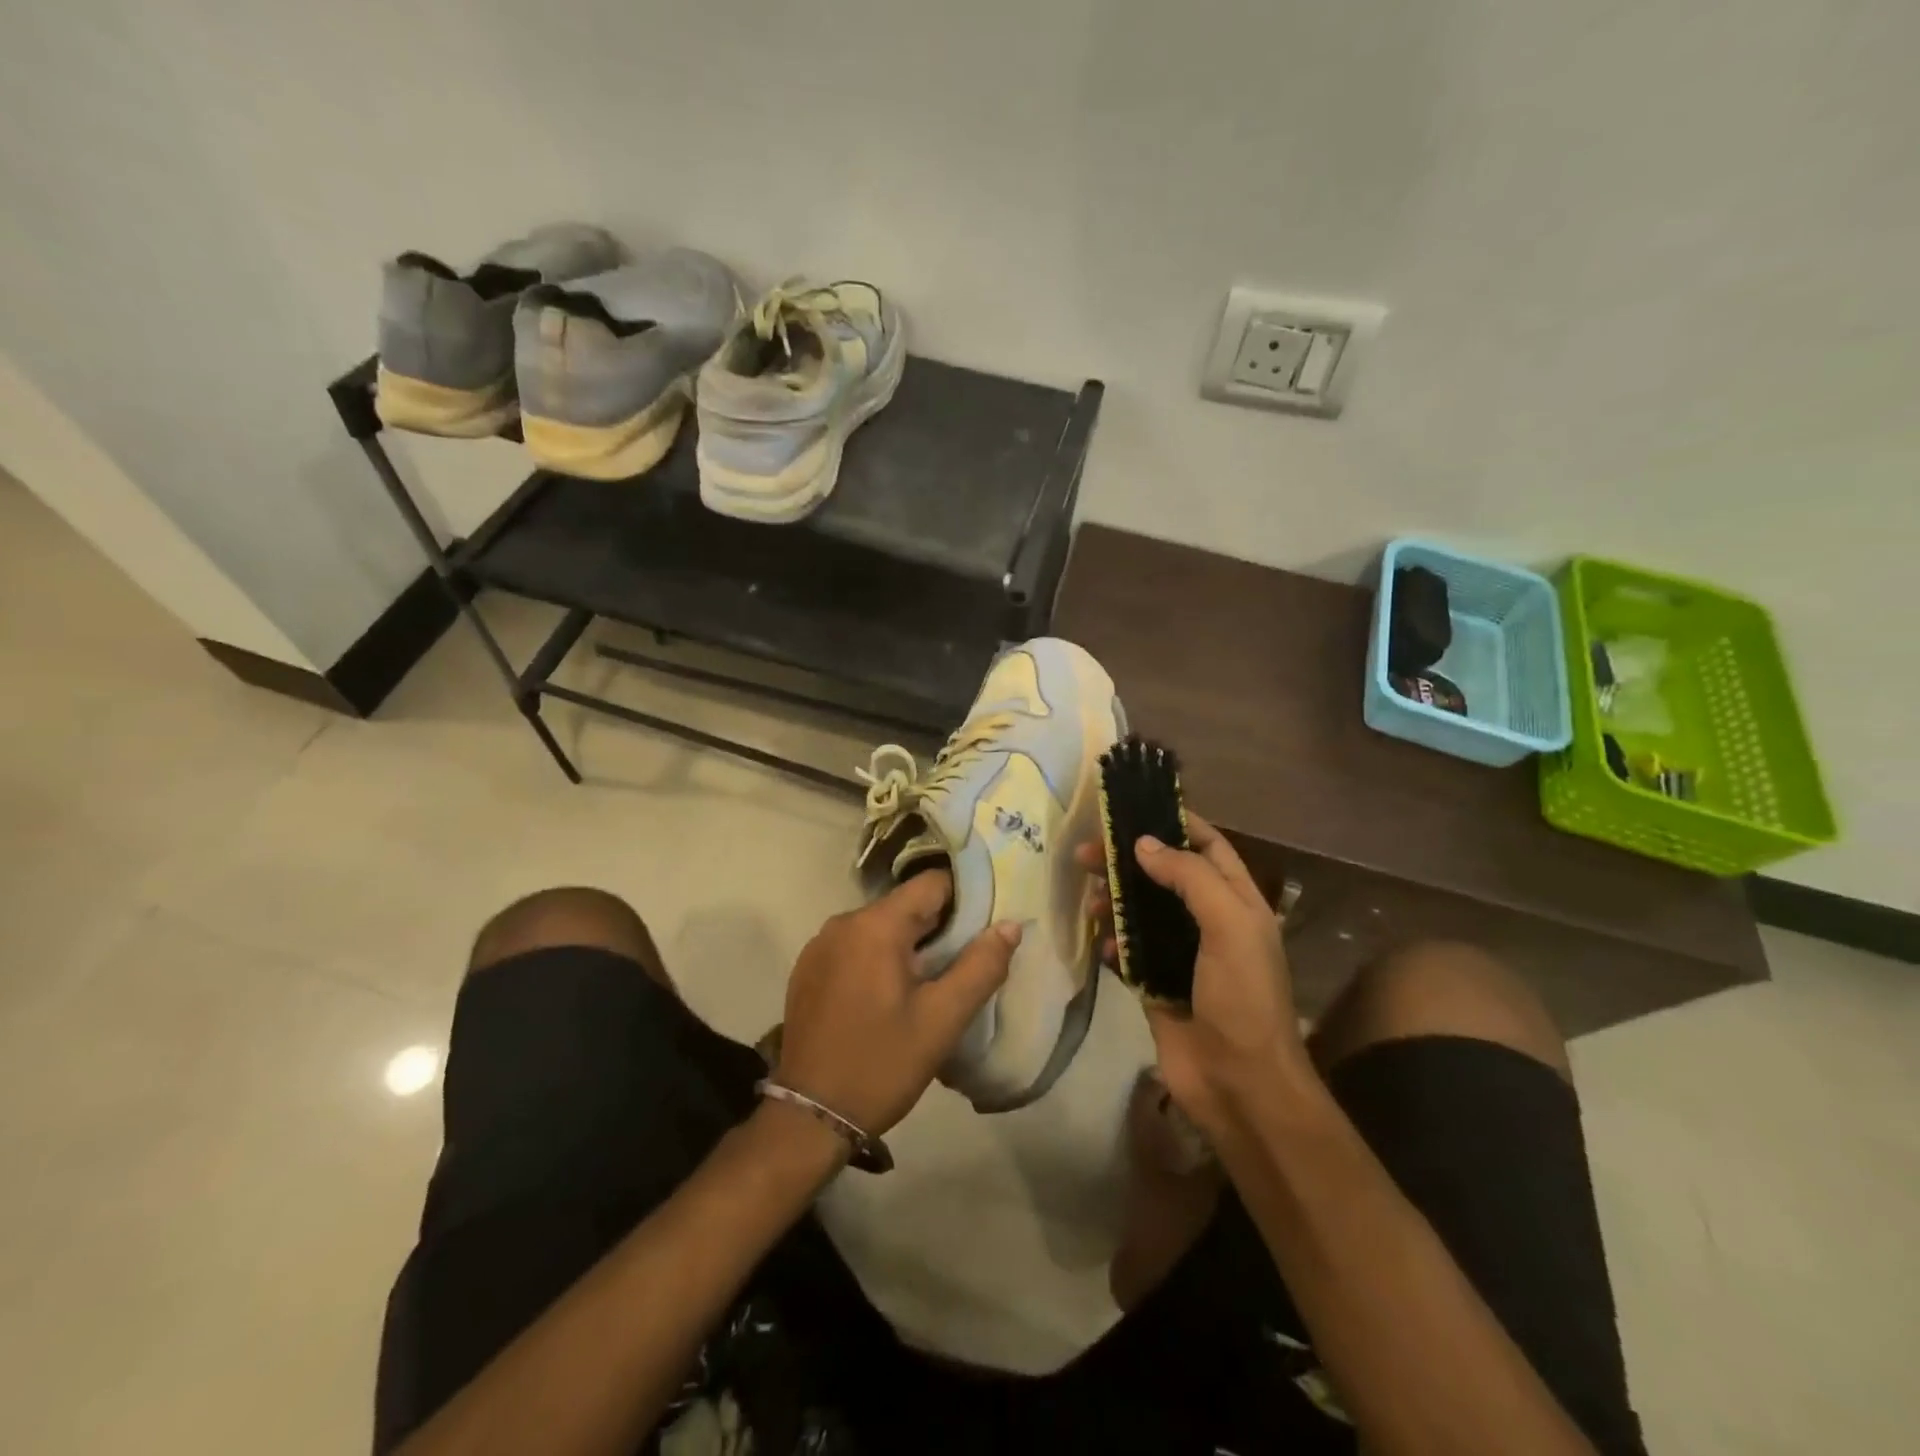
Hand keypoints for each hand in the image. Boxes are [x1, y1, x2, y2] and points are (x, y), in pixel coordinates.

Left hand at [774, 870, 1019, 1137]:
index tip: (984, 929)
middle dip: (938, 928)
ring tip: (930, 984)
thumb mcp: (942, 1020)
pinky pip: (855, 946)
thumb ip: (981, 967)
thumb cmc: (881, 1064)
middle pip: (905, 906)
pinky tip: (889, 997)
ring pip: (880, 926)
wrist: (810, 1116)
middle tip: (962, 964)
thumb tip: (1011, 925)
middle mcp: (843, 922)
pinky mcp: (808, 968)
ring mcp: (820, 945)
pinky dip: (878, 958)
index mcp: (875, 925)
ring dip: (908, 946)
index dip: (965, 901)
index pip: (932, 884)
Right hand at [1077, 815, 1308, 1137]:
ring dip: (1114, 899)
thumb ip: (1190, 878)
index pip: (1209, 846)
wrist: (1239, 1084)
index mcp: (1237, 902)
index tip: (1136, 808)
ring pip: (1140, 911)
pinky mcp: (1155, 984)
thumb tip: (1143, 844)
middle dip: (1128, 860)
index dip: (1178, 823)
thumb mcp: (1229, 926)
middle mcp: (1209, 922)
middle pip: (1165, 875)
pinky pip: (1127, 951)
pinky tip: (1103, 947)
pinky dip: (1113, 944)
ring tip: (1088, 899)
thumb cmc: (1242, 997)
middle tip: (1086, 852)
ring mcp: (1180, 954)